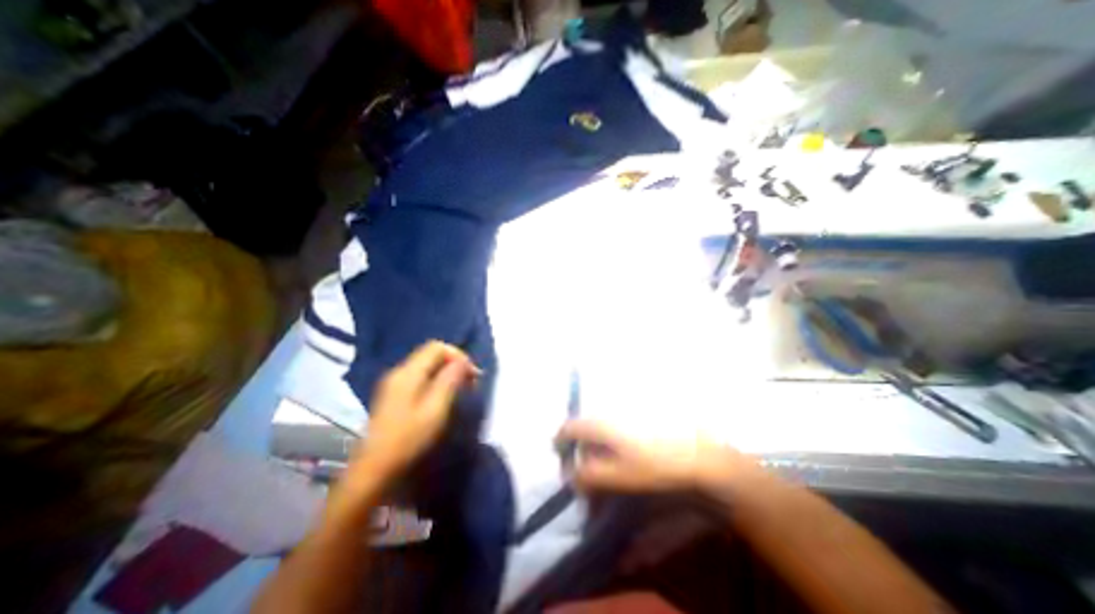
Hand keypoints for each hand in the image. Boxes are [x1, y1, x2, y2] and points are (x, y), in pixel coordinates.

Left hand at [355, 344, 474, 481]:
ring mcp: (394, 383)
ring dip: (446, 371)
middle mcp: (399, 371)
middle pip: (431, 353)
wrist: (374, 469)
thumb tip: (463, 361)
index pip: (437, 347)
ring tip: (460, 388)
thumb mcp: (435, 409)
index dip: (458, 355)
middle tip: (470, 382)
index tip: (472, 374)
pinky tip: (443, 395)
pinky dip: (436, 379)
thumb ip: (450, 380)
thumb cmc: (408, 439)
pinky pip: (421, 376)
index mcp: (408, 373)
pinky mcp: (394, 394)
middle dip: (454, 362)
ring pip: (427, 365)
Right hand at [557, 421, 753, 492]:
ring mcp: (625, 414)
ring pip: (601, 430)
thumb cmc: (654, 465)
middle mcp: (610, 413)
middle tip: (587, 472)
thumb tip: (571, 475)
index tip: (560, 456)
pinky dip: (612, 445)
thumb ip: (590, 476)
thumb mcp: (619, 476)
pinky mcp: (638, 419)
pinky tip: (624, 459)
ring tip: (607, 469)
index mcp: (602, 424)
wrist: (696, 454)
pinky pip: (616, 430)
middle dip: (581, 450)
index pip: (570, 428)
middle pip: (585, 429)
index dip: (560, 442)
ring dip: (597, 449)